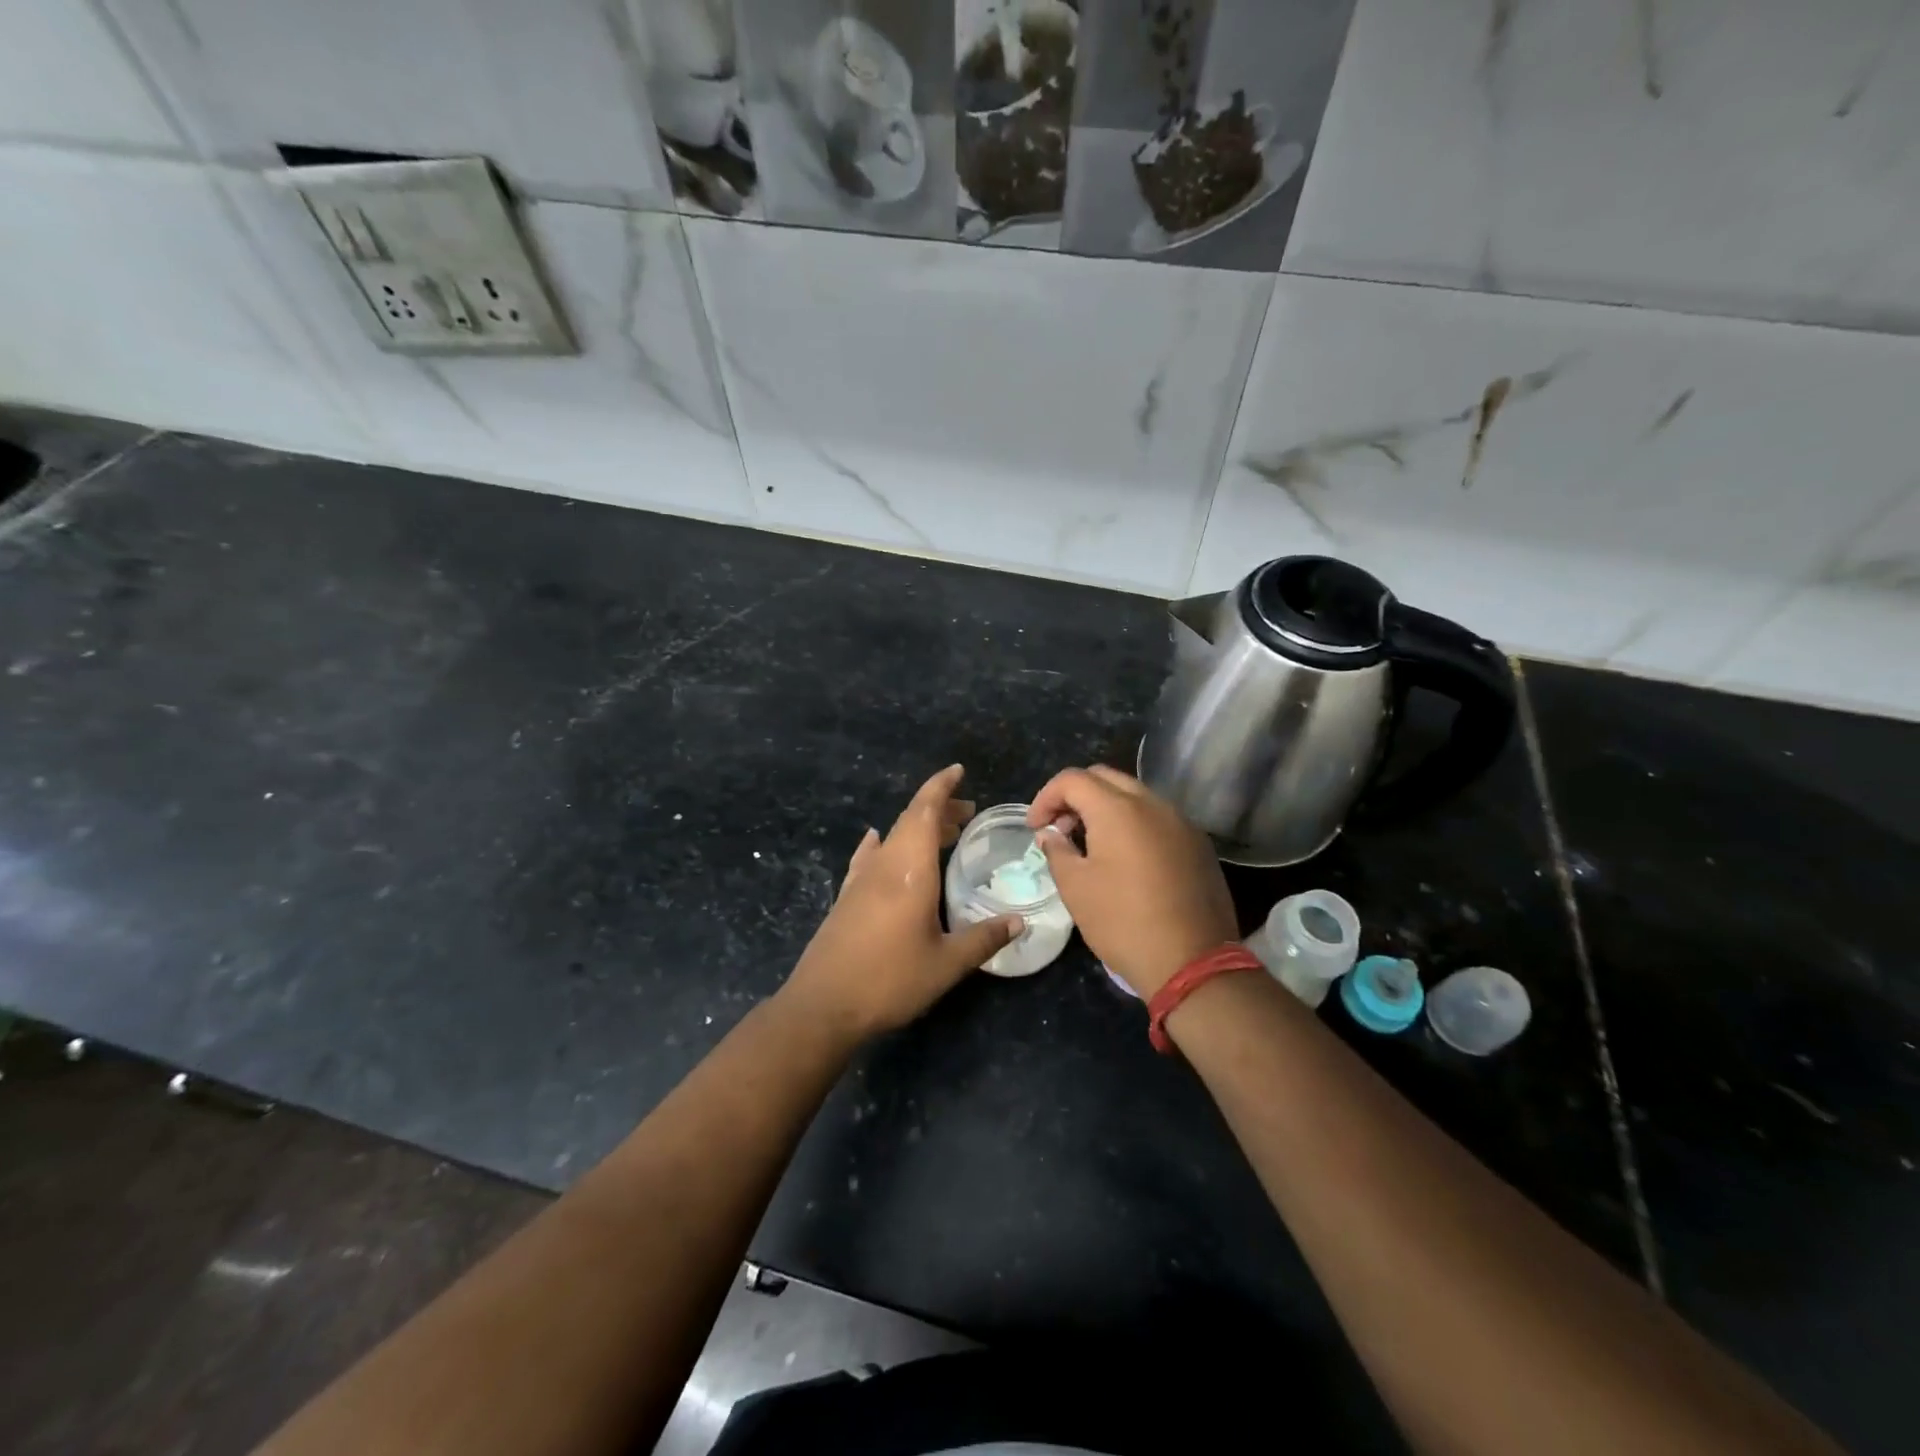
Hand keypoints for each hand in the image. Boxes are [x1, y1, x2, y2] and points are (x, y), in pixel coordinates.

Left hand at [780, 765, 1022, 1042]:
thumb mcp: (946, 964)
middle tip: (967, 812)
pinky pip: (869, 856)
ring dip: (917, 828)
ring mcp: (860, 879)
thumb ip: (983, 938)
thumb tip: (1019, 922)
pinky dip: (883, 844)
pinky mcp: (846, 896)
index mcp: (909, 870)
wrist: (823, 1005)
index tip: (959, 771)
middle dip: (939, 808)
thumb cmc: (890, 980)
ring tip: (943, 834)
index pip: (925, 811)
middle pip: (910, 820)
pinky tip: (878, 843)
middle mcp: (883, 865)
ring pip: (892, 837)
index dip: (941, 786)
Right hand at [1027, 764, 1236, 999]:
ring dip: (1105, 808)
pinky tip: (1125, 858)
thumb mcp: (1076, 888)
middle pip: (1105, 778)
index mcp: (1118, 809)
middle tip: (1060, 829)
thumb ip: (1057, 851)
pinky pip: (1158, 817)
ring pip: (1135, 795)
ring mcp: (1181, 822)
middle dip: (1075, 796)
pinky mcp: (1198, 843)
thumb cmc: (1123, 922)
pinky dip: (1133, 823)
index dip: (1046, 797)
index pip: (1073, 779)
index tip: (1035, 827)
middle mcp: (1153, 804)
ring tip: (1090, 843)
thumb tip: (1050, 834)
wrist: (1193, 962)